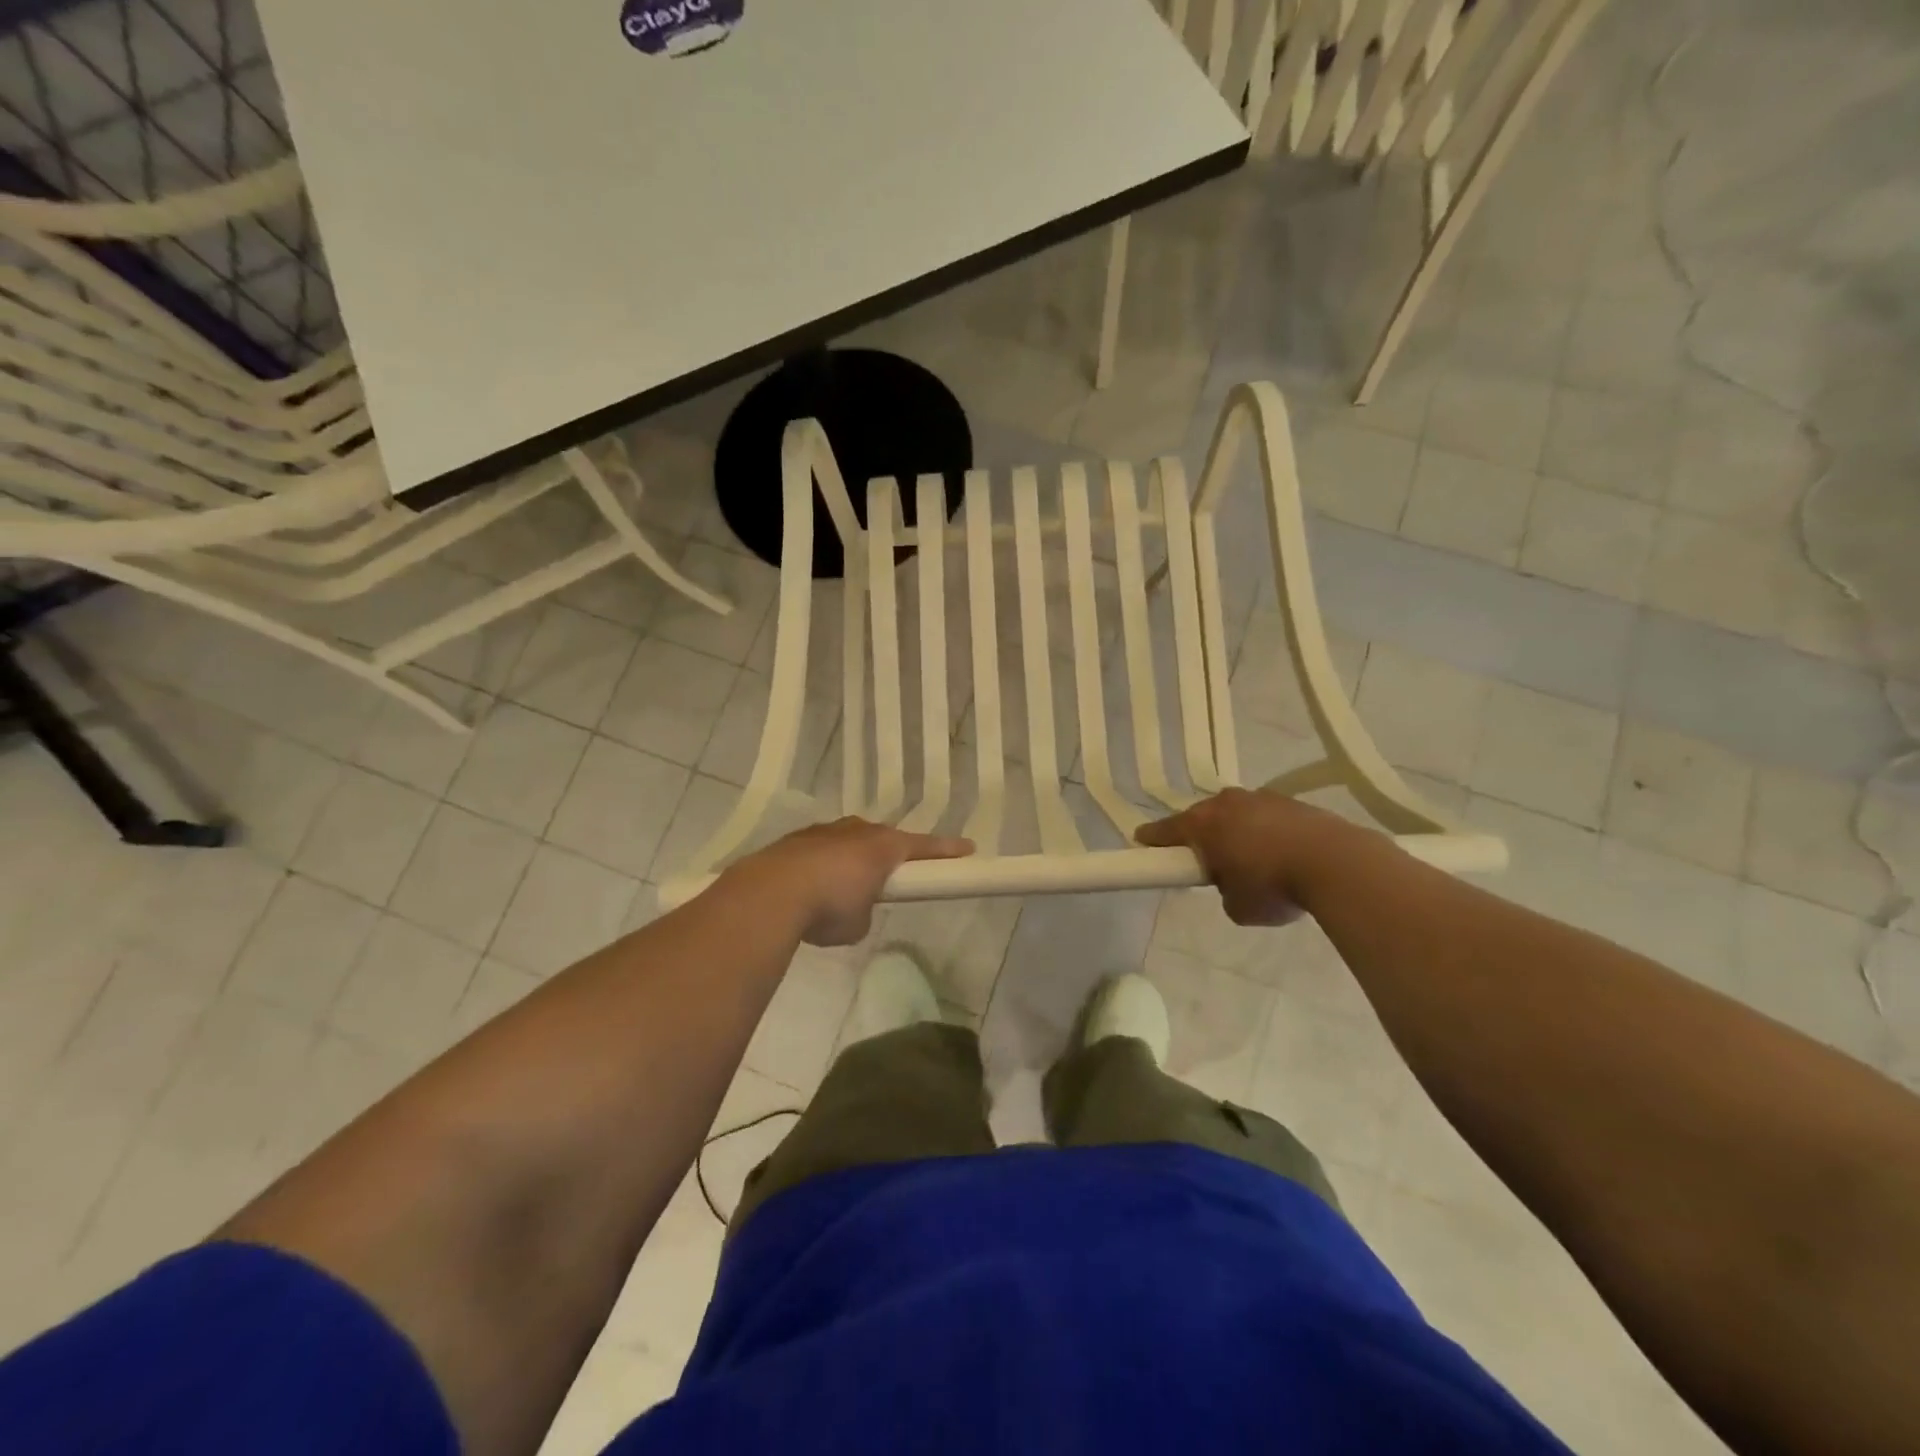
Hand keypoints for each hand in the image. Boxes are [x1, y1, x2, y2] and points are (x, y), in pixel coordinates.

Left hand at [731, 818, 973, 946]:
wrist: (771, 893)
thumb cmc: (829, 906)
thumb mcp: (858, 922)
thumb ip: (865, 910)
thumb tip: (853, 908)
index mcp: (883, 846)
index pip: (924, 846)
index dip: (947, 850)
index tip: (968, 849)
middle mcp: (857, 830)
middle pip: (883, 838)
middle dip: (890, 854)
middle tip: (892, 875)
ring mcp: (824, 831)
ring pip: (848, 840)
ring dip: (852, 858)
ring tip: (843, 886)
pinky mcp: (795, 840)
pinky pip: (820, 850)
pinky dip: (822, 865)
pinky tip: (810, 887)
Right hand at [1135, 789, 1360, 926]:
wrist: (1336, 864)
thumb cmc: (1273, 886)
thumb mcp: (1237, 907)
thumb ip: (1224, 891)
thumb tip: (1234, 883)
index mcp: (1203, 824)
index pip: (1165, 830)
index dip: (1151, 839)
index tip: (1141, 843)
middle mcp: (1227, 803)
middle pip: (1203, 817)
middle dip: (1201, 835)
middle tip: (1206, 860)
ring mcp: (1262, 798)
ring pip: (1237, 814)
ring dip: (1237, 831)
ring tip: (1252, 860)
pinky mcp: (1293, 802)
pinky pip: (1267, 816)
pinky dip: (1267, 832)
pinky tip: (1282, 854)